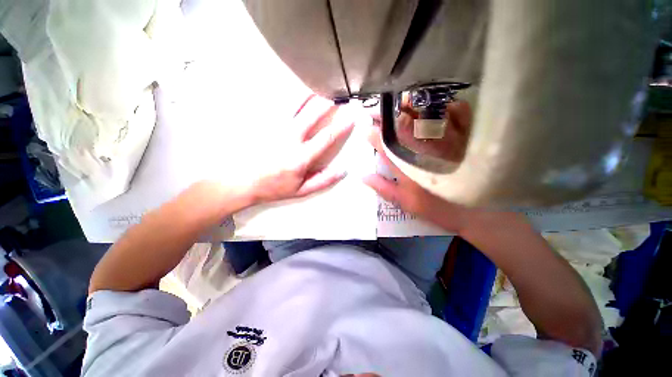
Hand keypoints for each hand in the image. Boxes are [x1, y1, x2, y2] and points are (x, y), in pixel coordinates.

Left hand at [248, 95, 354, 203]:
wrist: (241, 181)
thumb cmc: (273, 187)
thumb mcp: (301, 190)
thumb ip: (323, 180)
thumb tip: (342, 171)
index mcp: (300, 157)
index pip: (326, 137)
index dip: (341, 126)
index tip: (351, 117)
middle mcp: (289, 138)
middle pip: (312, 114)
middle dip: (327, 104)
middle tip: (338, 98)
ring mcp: (275, 128)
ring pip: (295, 105)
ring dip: (310, 97)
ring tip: (320, 91)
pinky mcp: (264, 124)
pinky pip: (280, 107)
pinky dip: (292, 100)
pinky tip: (299, 97)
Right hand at [362, 110, 470, 233]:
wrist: (479, 211)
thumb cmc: (437, 207)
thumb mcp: (406, 202)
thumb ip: (383, 188)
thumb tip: (363, 176)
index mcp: (406, 165)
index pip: (384, 144)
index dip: (373, 134)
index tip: (365, 127)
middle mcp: (423, 148)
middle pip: (401, 125)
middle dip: (386, 115)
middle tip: (378, 111)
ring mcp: (445, 139)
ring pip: (424, 114)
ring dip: (409, 106)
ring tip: (399, 103)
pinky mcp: (465, 135)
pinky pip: (455, 111)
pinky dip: (442, 105)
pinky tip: (435, 105)